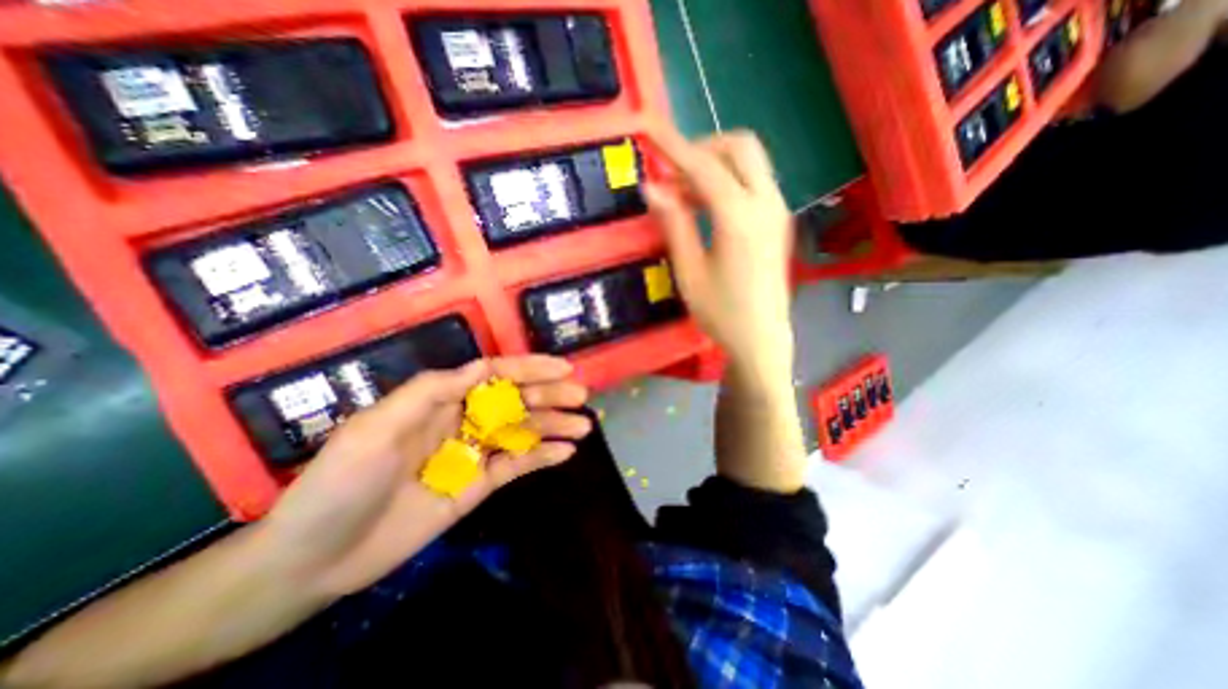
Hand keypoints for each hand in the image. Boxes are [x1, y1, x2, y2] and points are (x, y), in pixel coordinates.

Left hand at [257, 355, 588, 597]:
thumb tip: (484, 368)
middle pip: (515, 401)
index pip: (494, 374)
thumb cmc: (341, 481)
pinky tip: (565, 453)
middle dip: (549, 396)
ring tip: (584, 425)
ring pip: (521, 432)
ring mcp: (472, 453)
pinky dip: (541, 457)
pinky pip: (516, 465)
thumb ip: (432, 392)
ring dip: (553, 426)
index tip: (562, 368)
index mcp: (441, 399)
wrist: (316, 557)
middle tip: (581, 396)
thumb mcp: (378, 426)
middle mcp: (462, 420)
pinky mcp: (478, 484)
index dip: (529, 368)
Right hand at [643, 127, 795, 381]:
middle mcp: (765, 204)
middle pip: (739, 147)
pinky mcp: (776, 221)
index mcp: (739, 218)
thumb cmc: (721, 313)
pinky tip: (705, 207)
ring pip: (749, 162)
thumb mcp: (689, 271)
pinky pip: (753, 183)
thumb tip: (652, 187)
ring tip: (683, 195)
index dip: (673, 145)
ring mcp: (776, 210)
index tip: (649, 129)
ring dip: (714, 165)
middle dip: (702, 148)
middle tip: (672, 174)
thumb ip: (674, 224)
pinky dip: (727, 181)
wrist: (761, 339)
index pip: (704, 166)